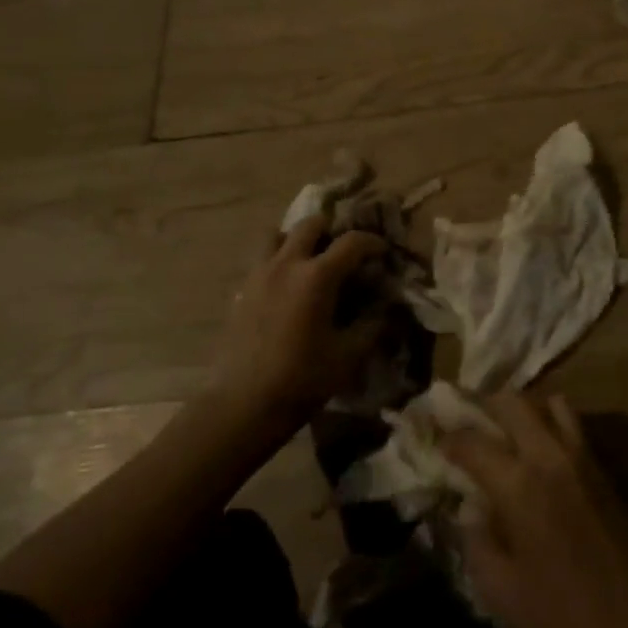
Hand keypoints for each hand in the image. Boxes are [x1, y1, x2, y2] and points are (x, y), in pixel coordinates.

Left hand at [215, 219, 385, 426]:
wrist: (244, 404)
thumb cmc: (302, 379)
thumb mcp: (349, 355)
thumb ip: (372, 325)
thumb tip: (386, 307)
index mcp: (317, 276)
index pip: (352, 242)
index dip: (372, 242)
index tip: (383, 252)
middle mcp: (287, 264)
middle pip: (310, 224)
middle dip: (332, 230)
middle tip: (344, 250)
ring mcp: (259, 274)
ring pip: (277, 234)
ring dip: (297, 239)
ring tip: (310, 258)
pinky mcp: (242, 290)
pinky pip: (261, 259)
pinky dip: (278, 260)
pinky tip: (287, 286)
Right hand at [443, 393, 627, 627]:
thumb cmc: (559, 616)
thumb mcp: (497, 589)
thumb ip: (475, 537)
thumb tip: (468, 506)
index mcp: (519, 484)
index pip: (472, 440)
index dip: (448, 438)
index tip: (435, 442)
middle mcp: (549, 456)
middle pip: (512, 401)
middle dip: (483, 404)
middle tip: (467, 422)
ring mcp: (581, 456)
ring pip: (547, 402)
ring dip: (522, 409)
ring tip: (506, 430)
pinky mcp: (602, 467)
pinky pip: (571, 423)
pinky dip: (548, 422)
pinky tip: (538, 450)